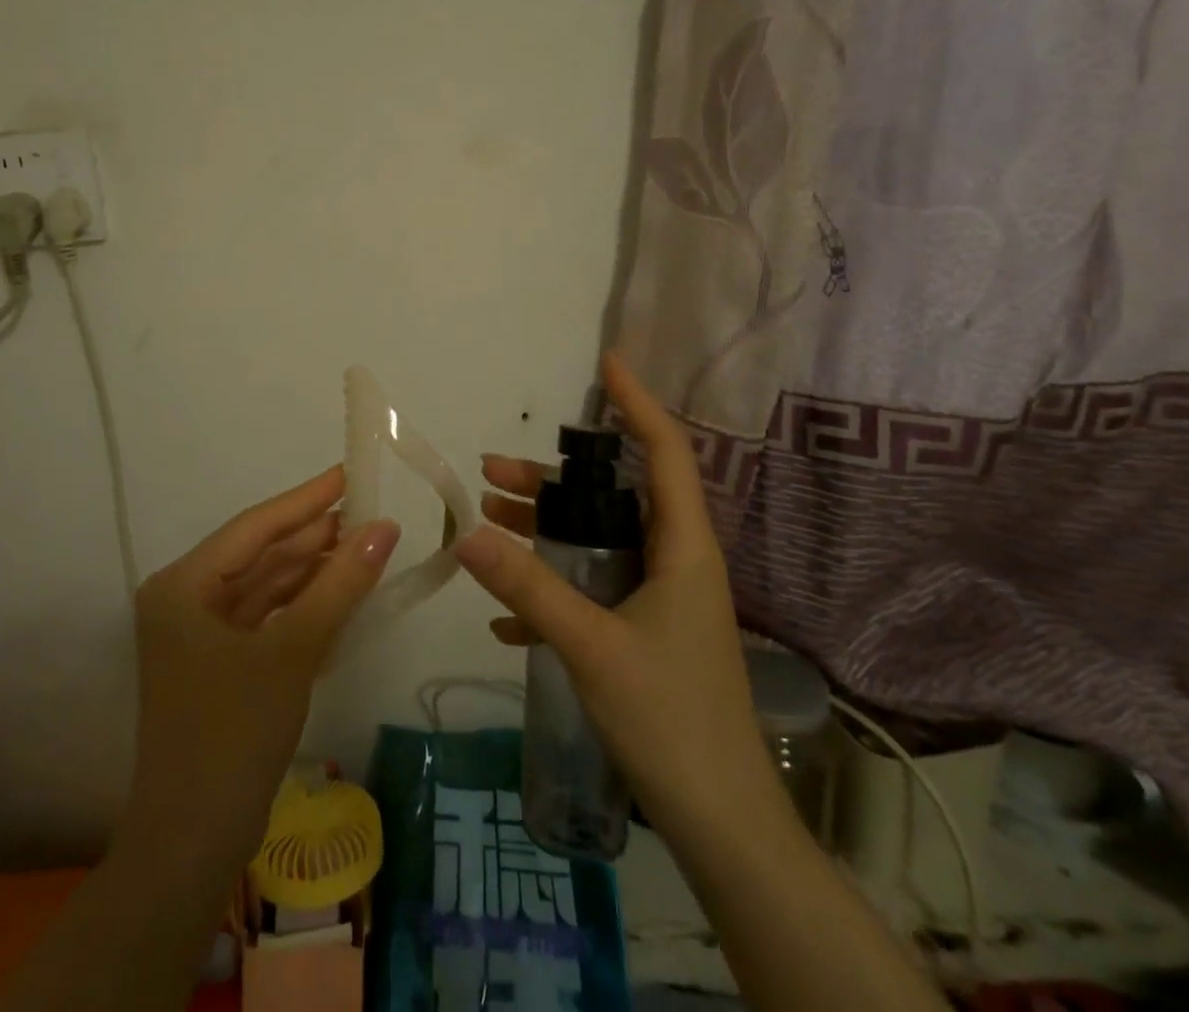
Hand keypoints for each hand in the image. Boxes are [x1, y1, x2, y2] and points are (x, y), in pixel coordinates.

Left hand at [122, 465, 400, 873]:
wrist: (192, 847)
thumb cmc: (233, 735)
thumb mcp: (292, 652)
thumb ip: (339, 585)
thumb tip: (385, 528)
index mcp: (184, 585)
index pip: (255, 527)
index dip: (306, 499)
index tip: (350, 473)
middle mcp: (186, 599)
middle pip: (260, 554)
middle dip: (314, 536)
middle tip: (371, 511)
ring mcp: (201, 634)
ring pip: (266, 586)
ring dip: (313, 569)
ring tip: (366, 544)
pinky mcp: (220, 663)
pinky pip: (267, 617)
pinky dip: (304, 605)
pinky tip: (342, 590)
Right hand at [454, 354, 773, 823]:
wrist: (723, 826)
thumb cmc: (671, 720)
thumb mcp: (591, 646)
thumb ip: (529, 586)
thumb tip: (465, 533)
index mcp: (683, 548)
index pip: (664, 452)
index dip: (637, 403)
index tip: (606, 363)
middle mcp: (674, 562)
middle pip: (612, 497)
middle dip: (552, 479)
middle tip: (491, 468)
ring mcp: (660, 600)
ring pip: (596, 543)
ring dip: (543, 531)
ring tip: (484, 521)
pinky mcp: (644, 636)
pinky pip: (592, 592)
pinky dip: (551, 592)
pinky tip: (506, 617)